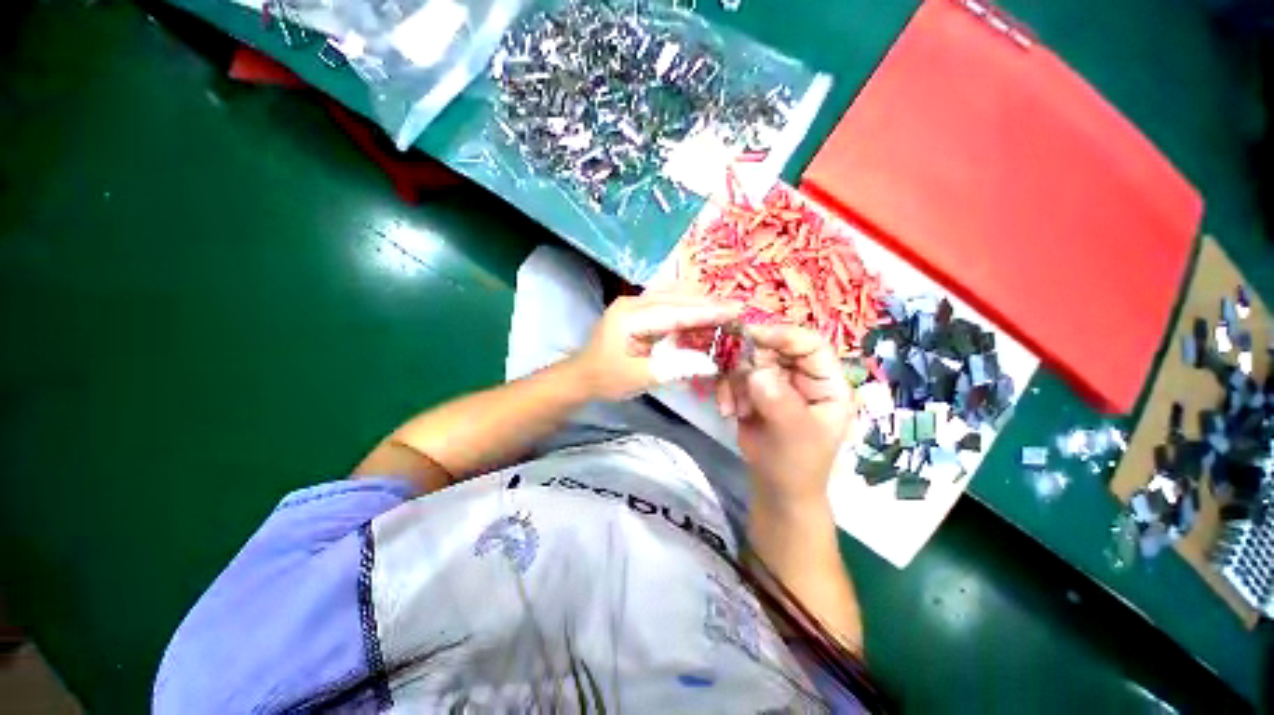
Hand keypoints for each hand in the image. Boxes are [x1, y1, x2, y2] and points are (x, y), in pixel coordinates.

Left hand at [571, 293, 739, 401]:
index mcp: (630, 316)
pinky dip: (687, 308)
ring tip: (725, 308)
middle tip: (737, 308)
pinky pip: (667, 304)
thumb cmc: (606, 378)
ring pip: (673, 297)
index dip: (706, 313)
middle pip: (676, 299)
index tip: (734, 311)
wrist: (581, 376)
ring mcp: (634, 304)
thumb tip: (710, 363)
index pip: (675, 312)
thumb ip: (673, 368)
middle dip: (707, 304)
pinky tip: (702, 311)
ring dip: (698, 303)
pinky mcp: (638, 311)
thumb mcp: (639, 378)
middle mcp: (633, 303)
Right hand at [717, 325, 851, 508]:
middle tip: (734, 380)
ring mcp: (776, 382)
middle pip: (773, 348)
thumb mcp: (794, 435)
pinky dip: (727, 391)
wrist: (775, 488)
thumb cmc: (796, 465)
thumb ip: (779, 402)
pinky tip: (729, 412)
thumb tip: (756, 372)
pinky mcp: (754, 391)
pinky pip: (734, 377)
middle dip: (748, 363)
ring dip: (734, 382)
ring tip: (735, 409)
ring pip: (748, 361)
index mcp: (826, 382)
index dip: (782, 335)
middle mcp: (801, 376)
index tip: (750, 335)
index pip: (810, 344)